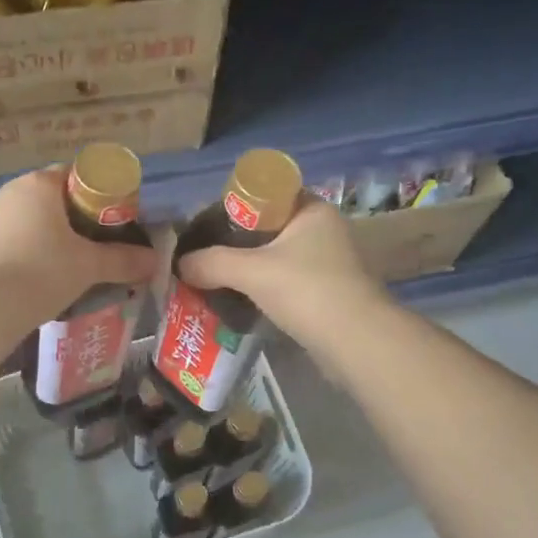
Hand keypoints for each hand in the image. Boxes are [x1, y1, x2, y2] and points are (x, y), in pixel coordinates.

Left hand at [0, 166, 159, 363]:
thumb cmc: (40, 273)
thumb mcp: (88, 267)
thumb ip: (122, 260)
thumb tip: (154, 261)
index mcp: (38, 184)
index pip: (76, 175)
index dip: (99, 195)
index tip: (112, 221)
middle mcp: (8, 191)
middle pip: (51, 197)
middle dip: (74, 218)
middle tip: (96, 245)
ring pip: (28, 219)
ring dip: (48, 236)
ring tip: (69, 265)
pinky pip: (9, 239)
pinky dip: (26, 251)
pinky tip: (39, 276)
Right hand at [179, 195, 389, 347]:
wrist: (357, 342)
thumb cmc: (307, 291)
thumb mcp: (252, 271)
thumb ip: (212, 262)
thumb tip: (180, 264)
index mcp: (311, 209)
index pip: (265, 194)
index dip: (233, 207)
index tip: (207, 228)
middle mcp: (323, 229)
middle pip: (267, 228)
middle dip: (235, 243)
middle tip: (204, 256)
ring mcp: (327, 262)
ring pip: (276, 257)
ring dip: (248, 268)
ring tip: (213, 279)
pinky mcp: (327, 291)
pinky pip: (285, 281)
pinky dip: (264, 288)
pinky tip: (239, 300)